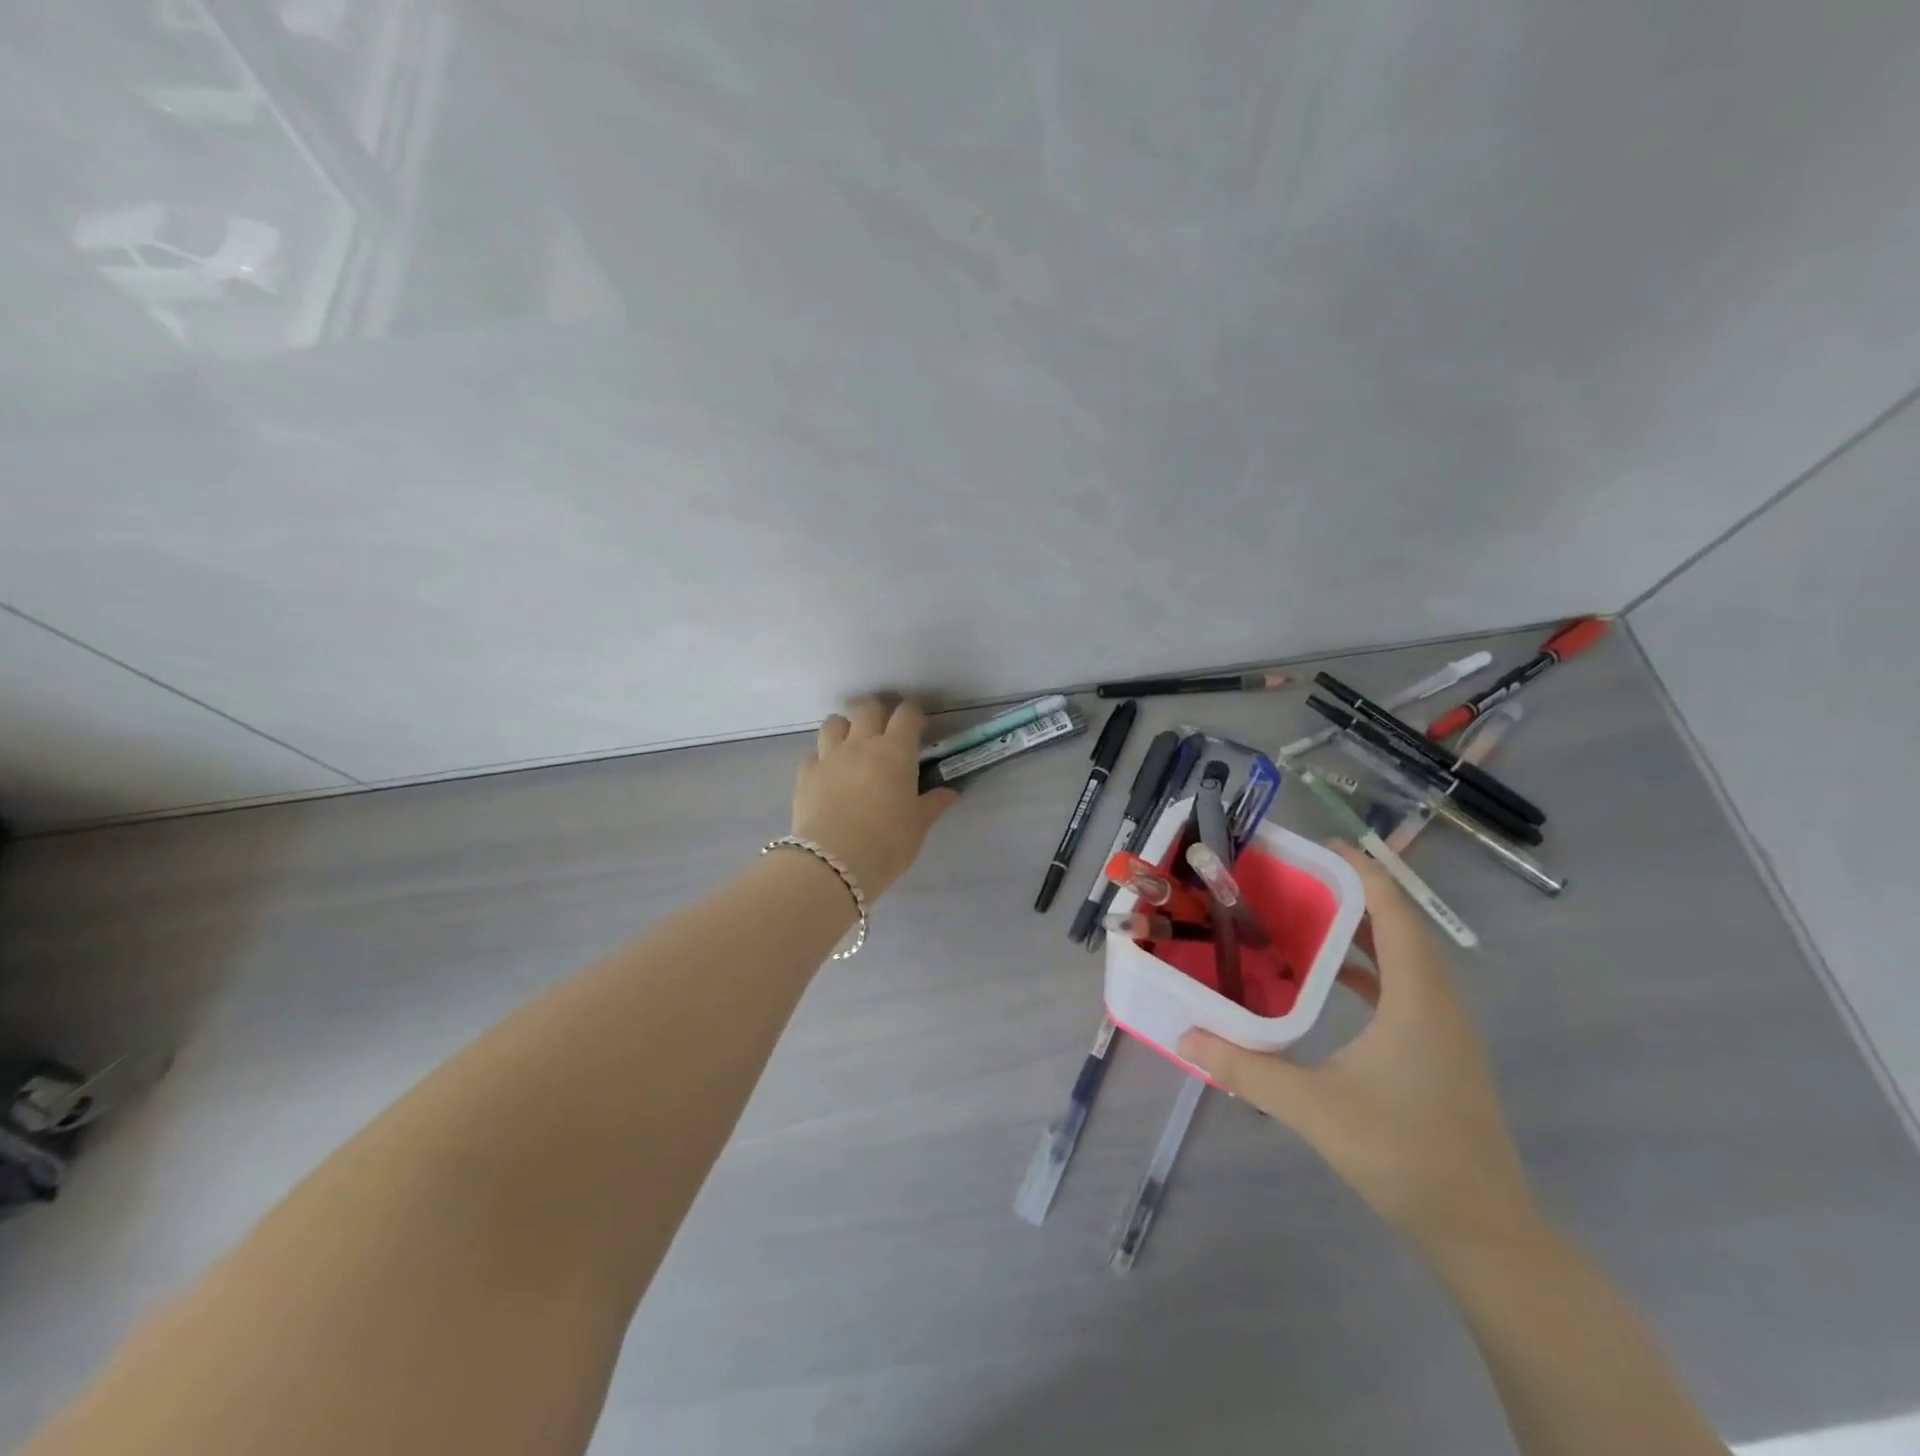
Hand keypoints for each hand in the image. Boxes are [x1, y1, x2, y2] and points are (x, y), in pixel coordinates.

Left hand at [792, 698, 957, 898]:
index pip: (906, 714)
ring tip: (852, 744)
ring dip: (845, 727)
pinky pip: (814, 754)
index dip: (914, 713)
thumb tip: (950, 792)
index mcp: (895, 751)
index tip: (918, 725)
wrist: (833, 862)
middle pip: (868, 708)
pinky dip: (822, 758)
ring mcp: (829, 756)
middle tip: (885, 729)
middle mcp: (861, 744)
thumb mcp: (918, 825)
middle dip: (878, 712)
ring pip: (834, 722)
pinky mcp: (806, 774)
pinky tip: (828, 774)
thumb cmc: (887, 843)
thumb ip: (933, 804)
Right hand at [1179, 842, 1538, 1250]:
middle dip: (1355, 892)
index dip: (1363, 873)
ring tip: (1310, 913)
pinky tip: (1333, 977)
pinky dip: (1371, 967)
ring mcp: (1445, 1029)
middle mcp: (1438, 1003)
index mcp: (1417, 999)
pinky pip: (1406, 987)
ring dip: (1364, 929)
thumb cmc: (1402, 1155)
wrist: (1482, 1230)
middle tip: (1300, 874)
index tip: (1323, 846)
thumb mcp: (1313, 1108)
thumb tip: (1186, 1036)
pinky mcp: (1441, 1052)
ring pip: (1406, 957)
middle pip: (1401, 927)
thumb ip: (1246, 1069)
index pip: (1395, 914)